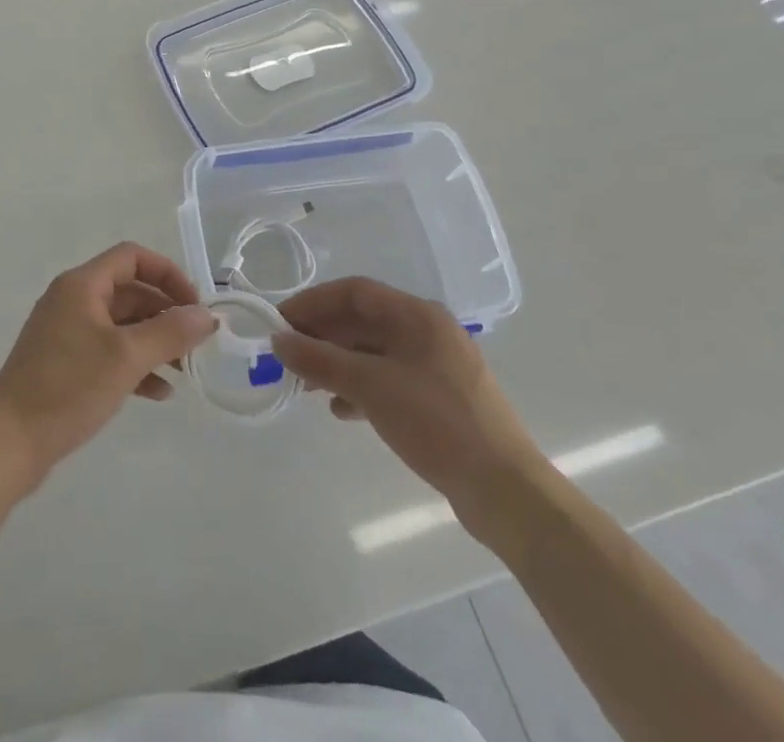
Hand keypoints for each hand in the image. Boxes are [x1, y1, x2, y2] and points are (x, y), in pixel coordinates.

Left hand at [0, 243, 214, 492]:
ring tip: (184, 371)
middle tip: (196, 343)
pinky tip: (158, 393)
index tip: (194, 305)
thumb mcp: (125, 358)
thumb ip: (170, 333)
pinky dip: (134, 365)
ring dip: (153, 342)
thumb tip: (206, 315)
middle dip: (165, 313)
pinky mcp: (63, 364)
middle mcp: (72, 300)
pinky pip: (107, 352)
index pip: (132, 257)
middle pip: (129, 291)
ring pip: (121, 325)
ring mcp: (65, 333)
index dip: (167, 274)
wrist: (9, 443)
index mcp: (82, 285)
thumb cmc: (68, 388)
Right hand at [272, 278, 546, 534]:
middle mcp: (428, 332)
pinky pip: (388, 379)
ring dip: (338, 363)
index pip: (354, 291)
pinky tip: (342, 410)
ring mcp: (436, 367)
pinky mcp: (440, 399)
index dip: (313, 302)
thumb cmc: (436, 422)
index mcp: (418, 315)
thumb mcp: (370, 386)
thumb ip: (320, 359)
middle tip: (287, 356)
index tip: (280, 322)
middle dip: (323, 335)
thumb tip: (278, 340)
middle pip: (363, 321)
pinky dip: (360, 388)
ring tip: (307, 386)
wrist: (505, 491)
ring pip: (374, 352)